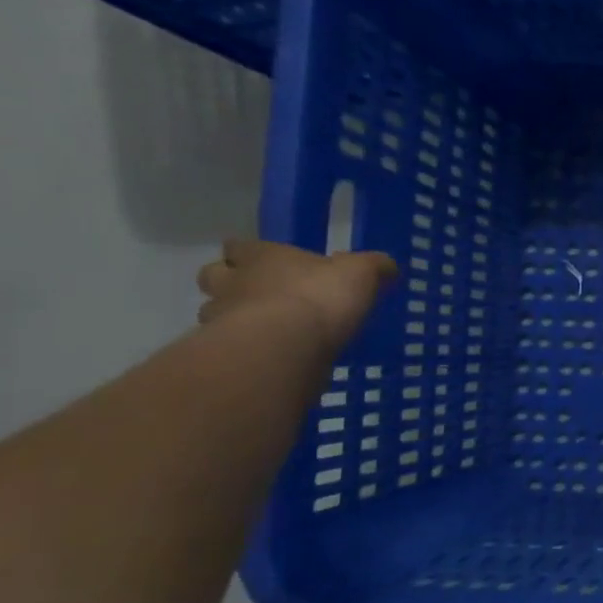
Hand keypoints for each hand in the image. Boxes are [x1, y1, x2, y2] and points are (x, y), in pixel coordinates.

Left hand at [196, 240, 397, 354]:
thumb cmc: (320, 296)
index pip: (240, 246)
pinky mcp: (227, 352)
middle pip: (214, 275)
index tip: (266, 260)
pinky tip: (270, 355)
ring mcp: (223, 318)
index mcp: (263, 257)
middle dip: (230, 282)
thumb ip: (373, 267)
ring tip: (265, 329)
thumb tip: (388, 266)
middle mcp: (234, 282)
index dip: (250, 252)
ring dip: (232, 317)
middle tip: (258, 293)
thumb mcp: (361, 274)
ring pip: (214, 311)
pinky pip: (229, 346)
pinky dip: (244, 348)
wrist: (286, 347)